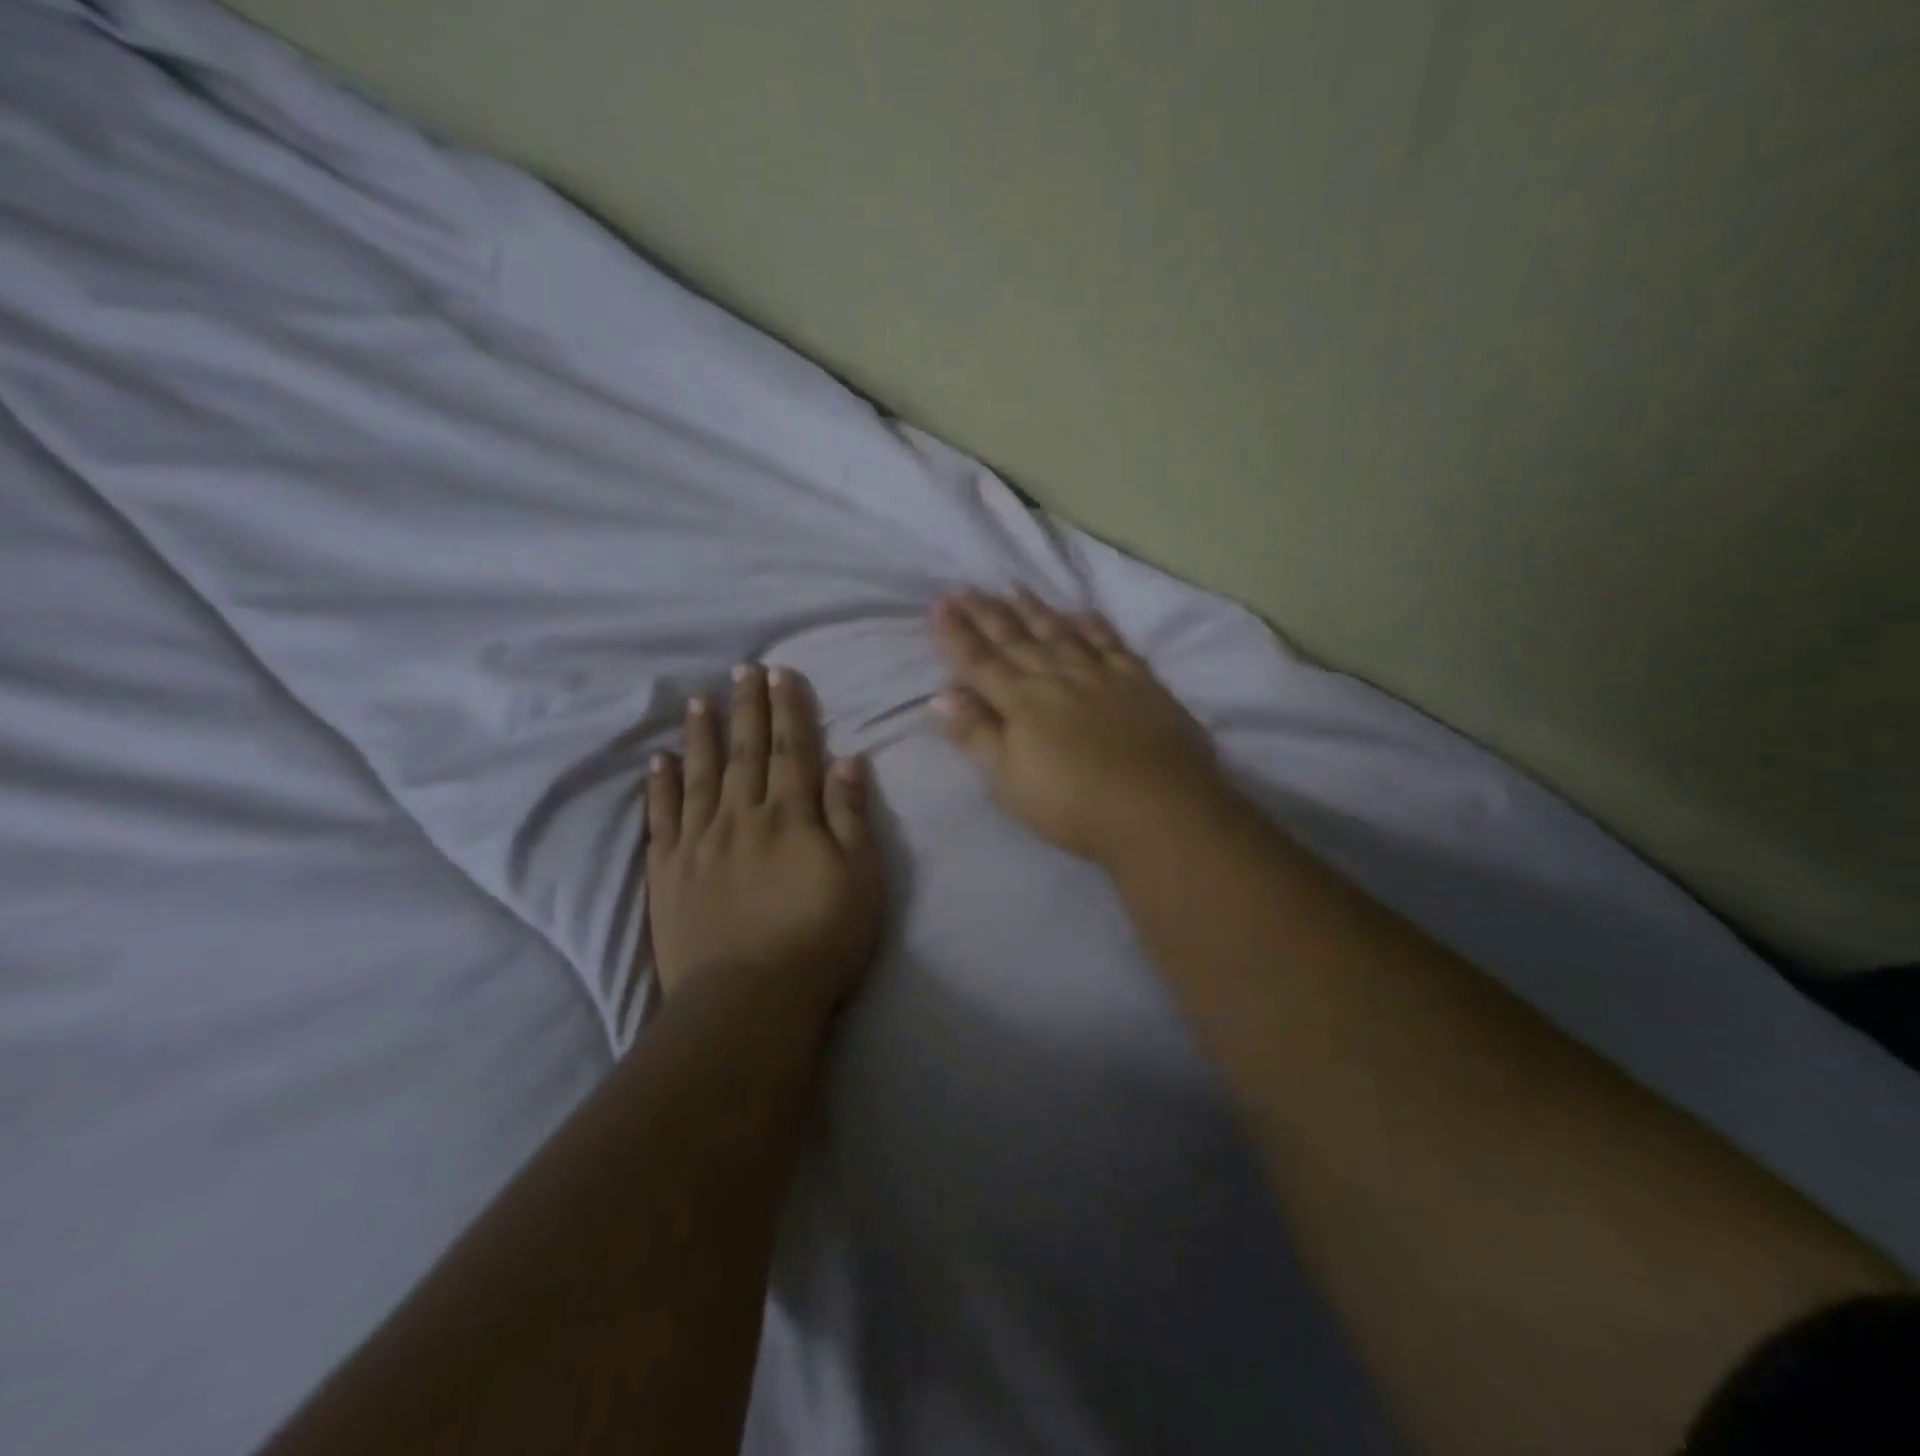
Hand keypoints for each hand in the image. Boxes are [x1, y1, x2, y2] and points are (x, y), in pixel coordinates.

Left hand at [645, 664, 883, 1016]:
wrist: (749, 1001)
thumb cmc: (819, 940)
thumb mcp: (860, 879)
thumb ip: (850, 816)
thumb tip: (848, 759)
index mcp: (791, 816)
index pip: (791, 750)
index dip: (789, 709)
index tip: (781, 672)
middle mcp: (742, 817)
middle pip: (746, 752)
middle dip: (747, 707)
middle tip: (742, 668)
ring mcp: (700, 842)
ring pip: (701, 775)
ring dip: (702, 734)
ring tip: (700, 700)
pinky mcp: (669, 872)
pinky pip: (662, 818)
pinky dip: (661, 786)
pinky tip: (660, 760)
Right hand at [931, 590, 1231, 863]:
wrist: (1158, 809)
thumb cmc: (1073, 806)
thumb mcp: (1010, 782)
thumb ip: (977, 735)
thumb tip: (943, 695)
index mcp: (1022, 703)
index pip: (980, 662)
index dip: (957, 635)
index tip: (941, 606)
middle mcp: (1057, 677)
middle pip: (1016, 640)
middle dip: (987, 614)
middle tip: (965, 588)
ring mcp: (1101, 675)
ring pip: (1060, 633)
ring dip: (1034, 610)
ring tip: (1013, 589)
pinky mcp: (1139, 682)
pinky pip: (1110, 643)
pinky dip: (1093, 625)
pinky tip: (1081, 612)